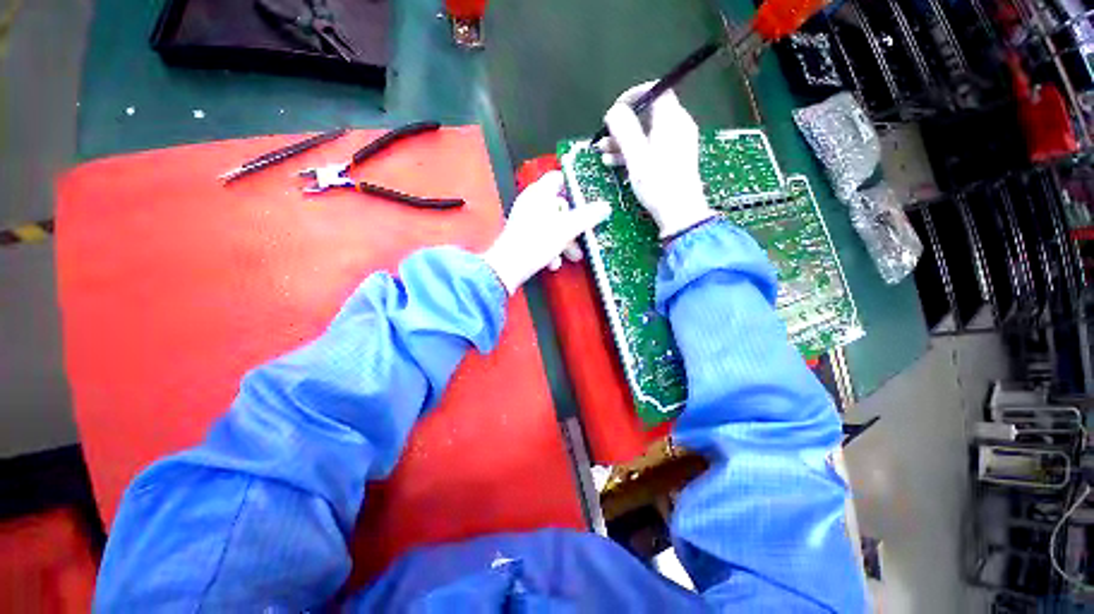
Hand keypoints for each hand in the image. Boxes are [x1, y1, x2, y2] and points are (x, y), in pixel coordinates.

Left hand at [482, 171, 610, 294]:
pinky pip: (542, 236)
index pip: (559, 178)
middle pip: (559, 206)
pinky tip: (553, 263)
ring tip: (571, 257)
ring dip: (564, 241)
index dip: (574, 187)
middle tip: (583, 238)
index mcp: (539, 193)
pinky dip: (550, 248)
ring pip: (552, 224)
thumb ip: (587, 217)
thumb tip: (605, 206)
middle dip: (573, 225)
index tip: (588, 201)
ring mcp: (525, 219)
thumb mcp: (567, 229)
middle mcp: (531, 202)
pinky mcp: (522, 236)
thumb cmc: (537, 242)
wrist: (508, 267)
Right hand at [599, 82, 714, 237]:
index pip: (655, 91)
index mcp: (672, 119)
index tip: (615, 110)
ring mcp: (676, 144)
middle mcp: (677, 127)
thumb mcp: (636, 156)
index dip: (633, 96)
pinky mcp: (672, 160)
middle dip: (623, 125)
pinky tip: (614, 162)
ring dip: (624, 141)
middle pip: (648, 115)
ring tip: (603, 153)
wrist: (679, 213)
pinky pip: (651, 148)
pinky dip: (633, 152)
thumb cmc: (658, 183)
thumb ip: (624, 130)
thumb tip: (614, 111)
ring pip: (646, 134)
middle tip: (604, 136)